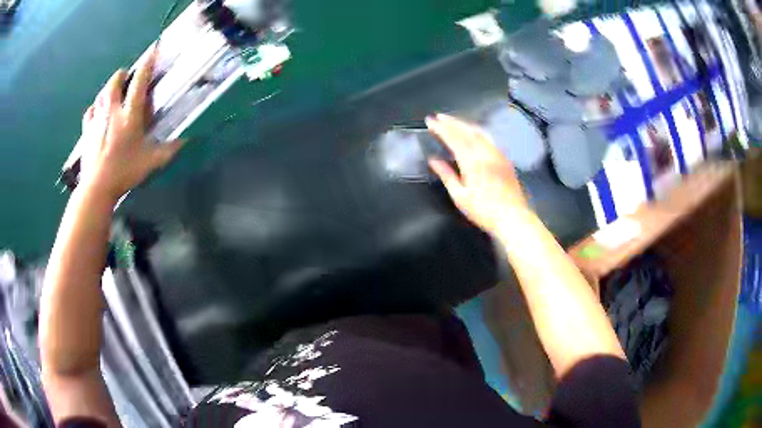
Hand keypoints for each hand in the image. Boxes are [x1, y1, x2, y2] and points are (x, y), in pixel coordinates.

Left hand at [76, 45, 183, 204]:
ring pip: (101, 94)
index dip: (147, 65)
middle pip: (114, 82)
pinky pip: (90, 112)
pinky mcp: (87, 132)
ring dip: (108, 88)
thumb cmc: (124, 173)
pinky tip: (97, 111)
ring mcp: (97, 120)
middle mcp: (112, 112)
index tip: (153, 52)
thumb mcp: (151, 163)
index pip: (139, 83)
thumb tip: (186, 141)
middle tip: (127, 75)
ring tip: (113, 91)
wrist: (96, 188)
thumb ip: (168, 150)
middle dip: (121, 74)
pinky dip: (94, 108)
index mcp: (129, 115)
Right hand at [426, 113, 528, 234]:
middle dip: (452, 122)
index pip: (454, 138)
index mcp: (472, 162)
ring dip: (465, 124)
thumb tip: (433, 160)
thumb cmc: (483, 210)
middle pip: (467, 131)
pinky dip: (477, 132)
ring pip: (480, 132)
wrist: (513, 217)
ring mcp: (497, 154)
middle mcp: (485, 153)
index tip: (430, 121)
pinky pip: (489, 139)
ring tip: (454, 122)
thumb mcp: (460, 196)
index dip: (441, 128)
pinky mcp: (504, 159)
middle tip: (439, 116)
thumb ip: (447, 175)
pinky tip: (474, 134)